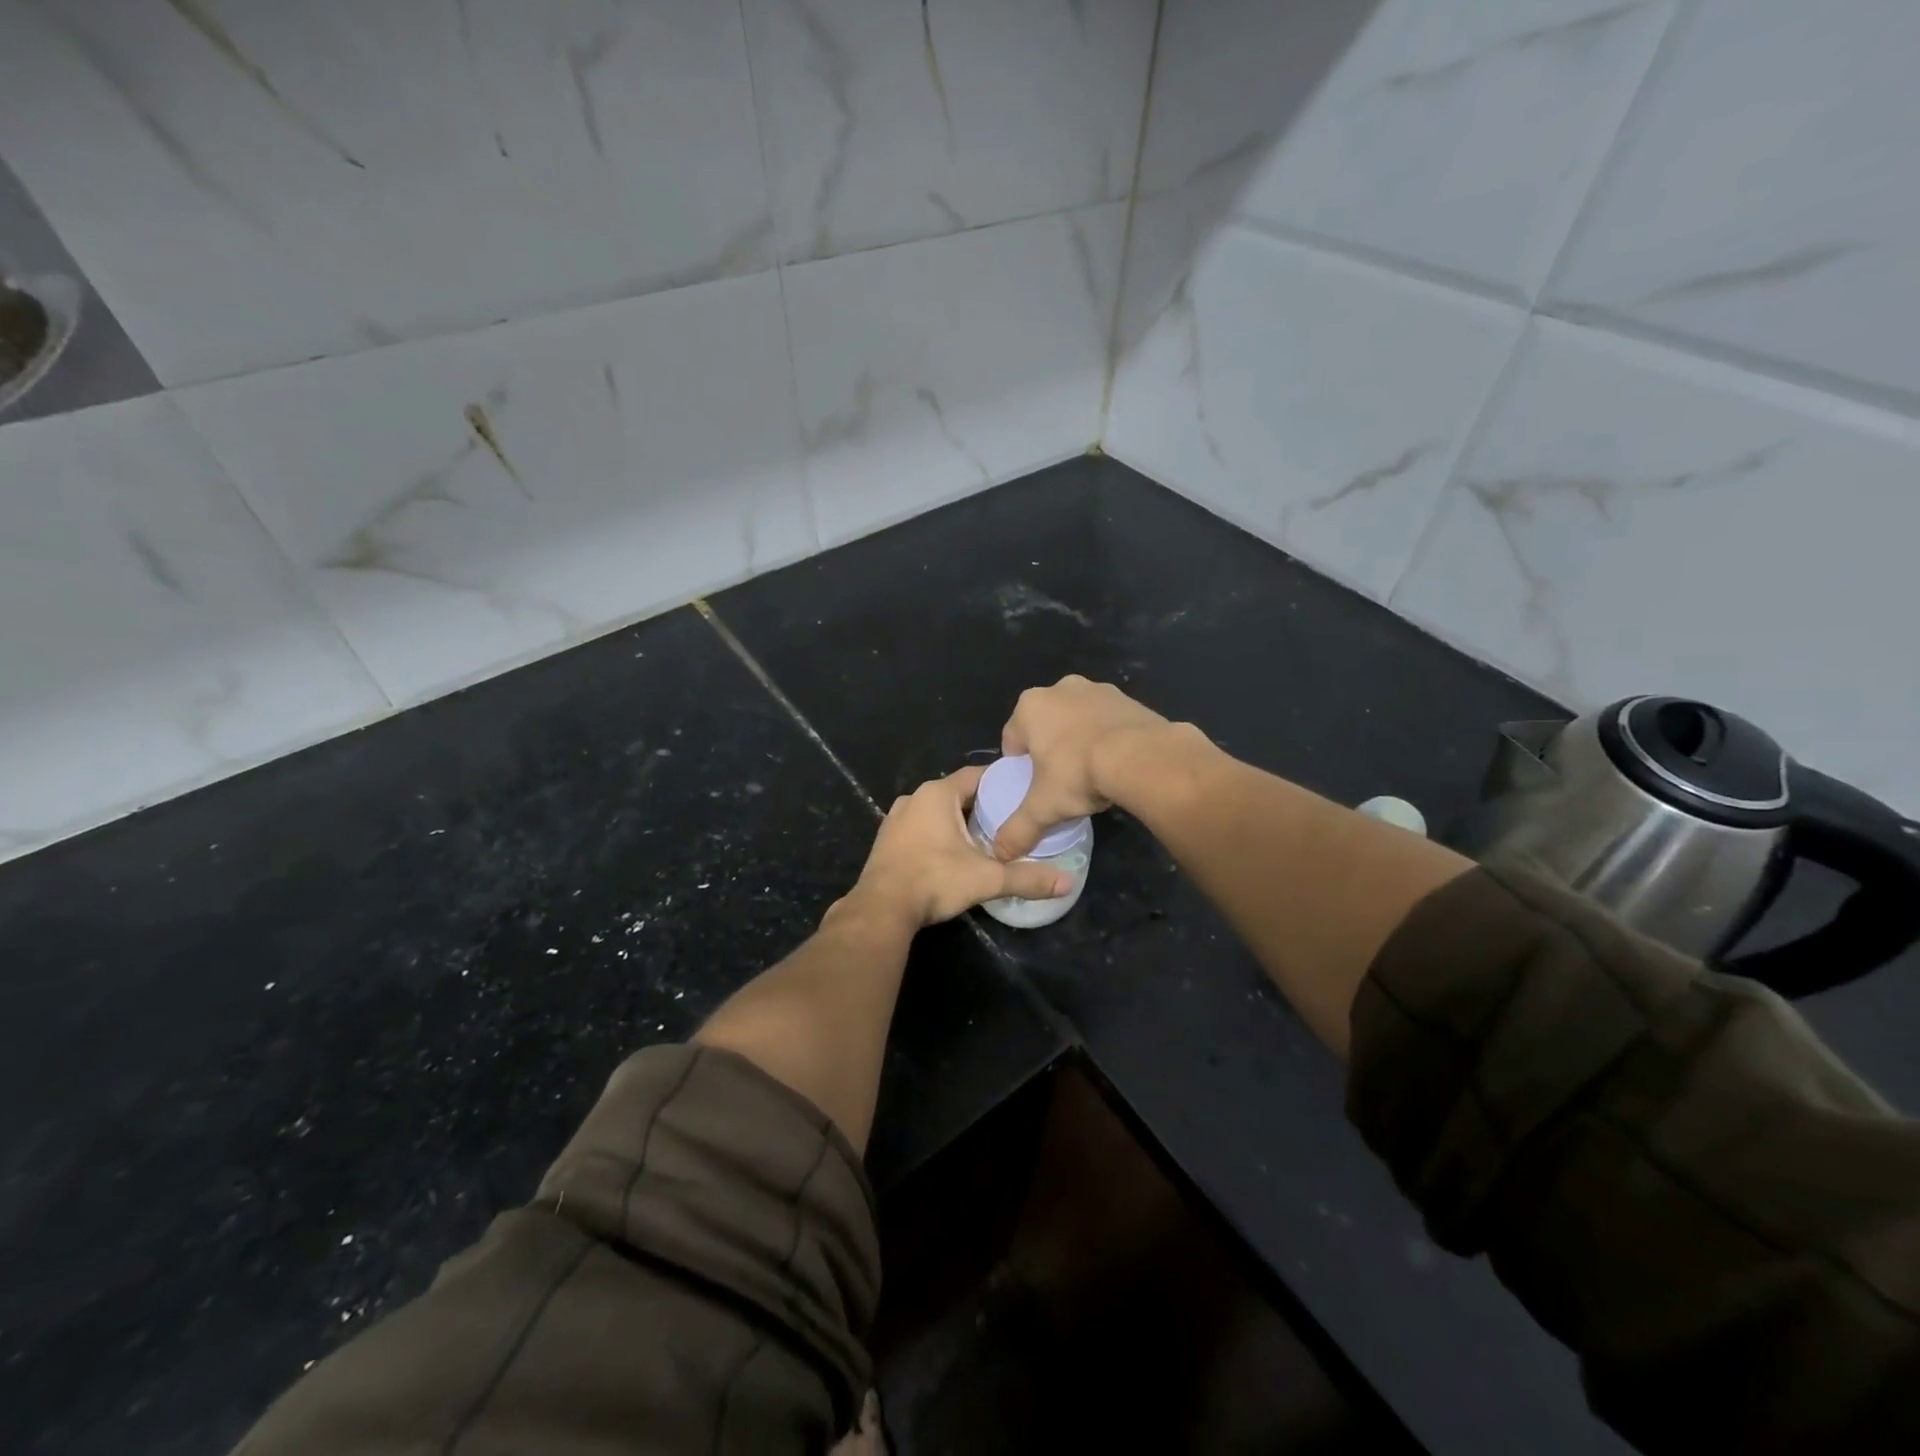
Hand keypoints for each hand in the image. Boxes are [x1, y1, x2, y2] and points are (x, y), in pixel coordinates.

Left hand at [850, 766, 1070, 928]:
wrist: (881, 909)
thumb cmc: (935, 880)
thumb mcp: (987, 878)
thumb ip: (1027, 878)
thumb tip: (1068, 883)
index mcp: (937, 794)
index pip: (976, 775)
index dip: (1001, 782)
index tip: (1023, 792)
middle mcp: (914, 797)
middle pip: (957, 793)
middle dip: (982, 805)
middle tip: (1010, 819)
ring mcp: (896, 818)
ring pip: (937, 811)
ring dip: (958, 821)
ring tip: (986, 837)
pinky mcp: (887, 839)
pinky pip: (920, 827)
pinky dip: (938, 834)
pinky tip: (953, 854)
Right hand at [995, 676, 1172, 858]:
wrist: (1141, 757)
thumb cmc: (1078, 774)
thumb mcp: (1043, 808)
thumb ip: (1018, 830)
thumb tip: (1000, 854)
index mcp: (1029, 707)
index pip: (1012, 739)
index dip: (1019, 766)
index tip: (1033, 787)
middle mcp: (1060, 688)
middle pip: (1046, 726)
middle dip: (1050, 750)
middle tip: (1062, 781)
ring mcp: (1097, 689)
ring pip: (1078, 720)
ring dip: (1080, 741)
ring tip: (1092, 774)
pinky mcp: (1129, 698)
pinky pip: (1108, 721)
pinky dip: (1108, 738)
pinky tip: (1117, 764)